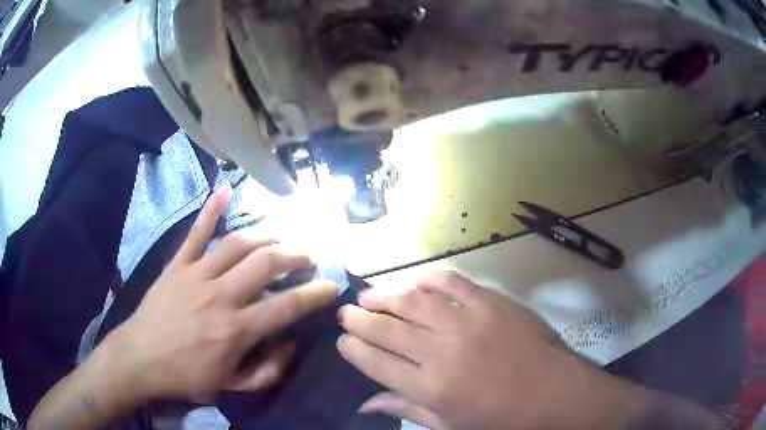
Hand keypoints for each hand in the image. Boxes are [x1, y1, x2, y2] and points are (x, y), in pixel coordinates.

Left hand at [105, 183, 336, 400]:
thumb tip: (289, 343)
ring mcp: (196, 275)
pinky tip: (225, 188)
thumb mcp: (232, 387)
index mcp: (235, 330)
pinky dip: (210, 209)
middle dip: (294, 255)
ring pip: (236, 243)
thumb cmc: (186, 375)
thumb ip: (268, 371)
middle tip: (307, 256)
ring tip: (281, 235)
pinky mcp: (177, 265)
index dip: (314, 294)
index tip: (331, 285)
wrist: (139, 359)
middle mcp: (220, 296)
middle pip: (264, 263)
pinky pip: (195, 233)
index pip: (286, 306)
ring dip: (265, 235)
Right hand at [337, 271, 712, 429]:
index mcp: (431, 387)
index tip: (341, 341)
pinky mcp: (492, 302)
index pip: (376, 362)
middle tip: (344, 311)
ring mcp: (469, 322)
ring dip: (385, 295)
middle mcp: (442, 351)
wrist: (556, 394)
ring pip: (413, 300)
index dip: (353, 349)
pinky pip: (451, 282)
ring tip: (368, 295)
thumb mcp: (450, 426)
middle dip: (359, 319)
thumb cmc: (502, 420)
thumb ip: (407, 410)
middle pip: (387, 328)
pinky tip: (414, 281)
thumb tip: (365, 404)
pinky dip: (428, 279)